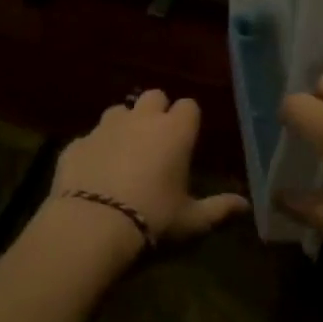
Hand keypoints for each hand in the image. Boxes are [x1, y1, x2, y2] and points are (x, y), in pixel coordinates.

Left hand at [50, 90, 250, 252]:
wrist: (92, 225)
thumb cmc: (153, 218)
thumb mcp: (191, 221)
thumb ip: (219, 209)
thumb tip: (245, 205)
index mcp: (175, 131)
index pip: (189, 106)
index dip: (187, 121)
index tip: (185, 140)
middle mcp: (142, 119)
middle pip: (154, 96)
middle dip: (156, 112)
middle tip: (156, 141)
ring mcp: (106, 127)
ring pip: (119, 111)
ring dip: (124, 125)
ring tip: (124, 152)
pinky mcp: (77, 142)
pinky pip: (90, 137)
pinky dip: (95, 149)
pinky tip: (94, 172)